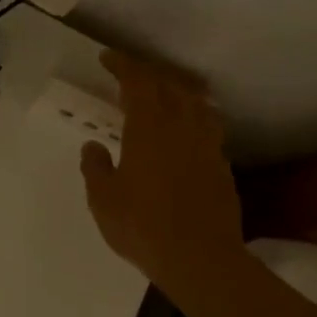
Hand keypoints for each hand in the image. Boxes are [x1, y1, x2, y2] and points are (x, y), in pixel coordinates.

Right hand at [80, 50, 241, 293]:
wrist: (201, 258)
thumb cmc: (143, 226)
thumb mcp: (104, 200)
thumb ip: (96, 168)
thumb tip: (93, 146)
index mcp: (149, 127)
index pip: (138, 81)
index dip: (123, 64)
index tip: (107, 58)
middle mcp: (182, 126)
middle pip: (169, 85)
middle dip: (148, 74)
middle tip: (131, 77)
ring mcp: (208, 145)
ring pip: (196, 103)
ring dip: (178, 92)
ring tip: (165, 98)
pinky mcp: (223, 166)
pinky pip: (209, 128)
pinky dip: (195, 119)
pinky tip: (187, 135)